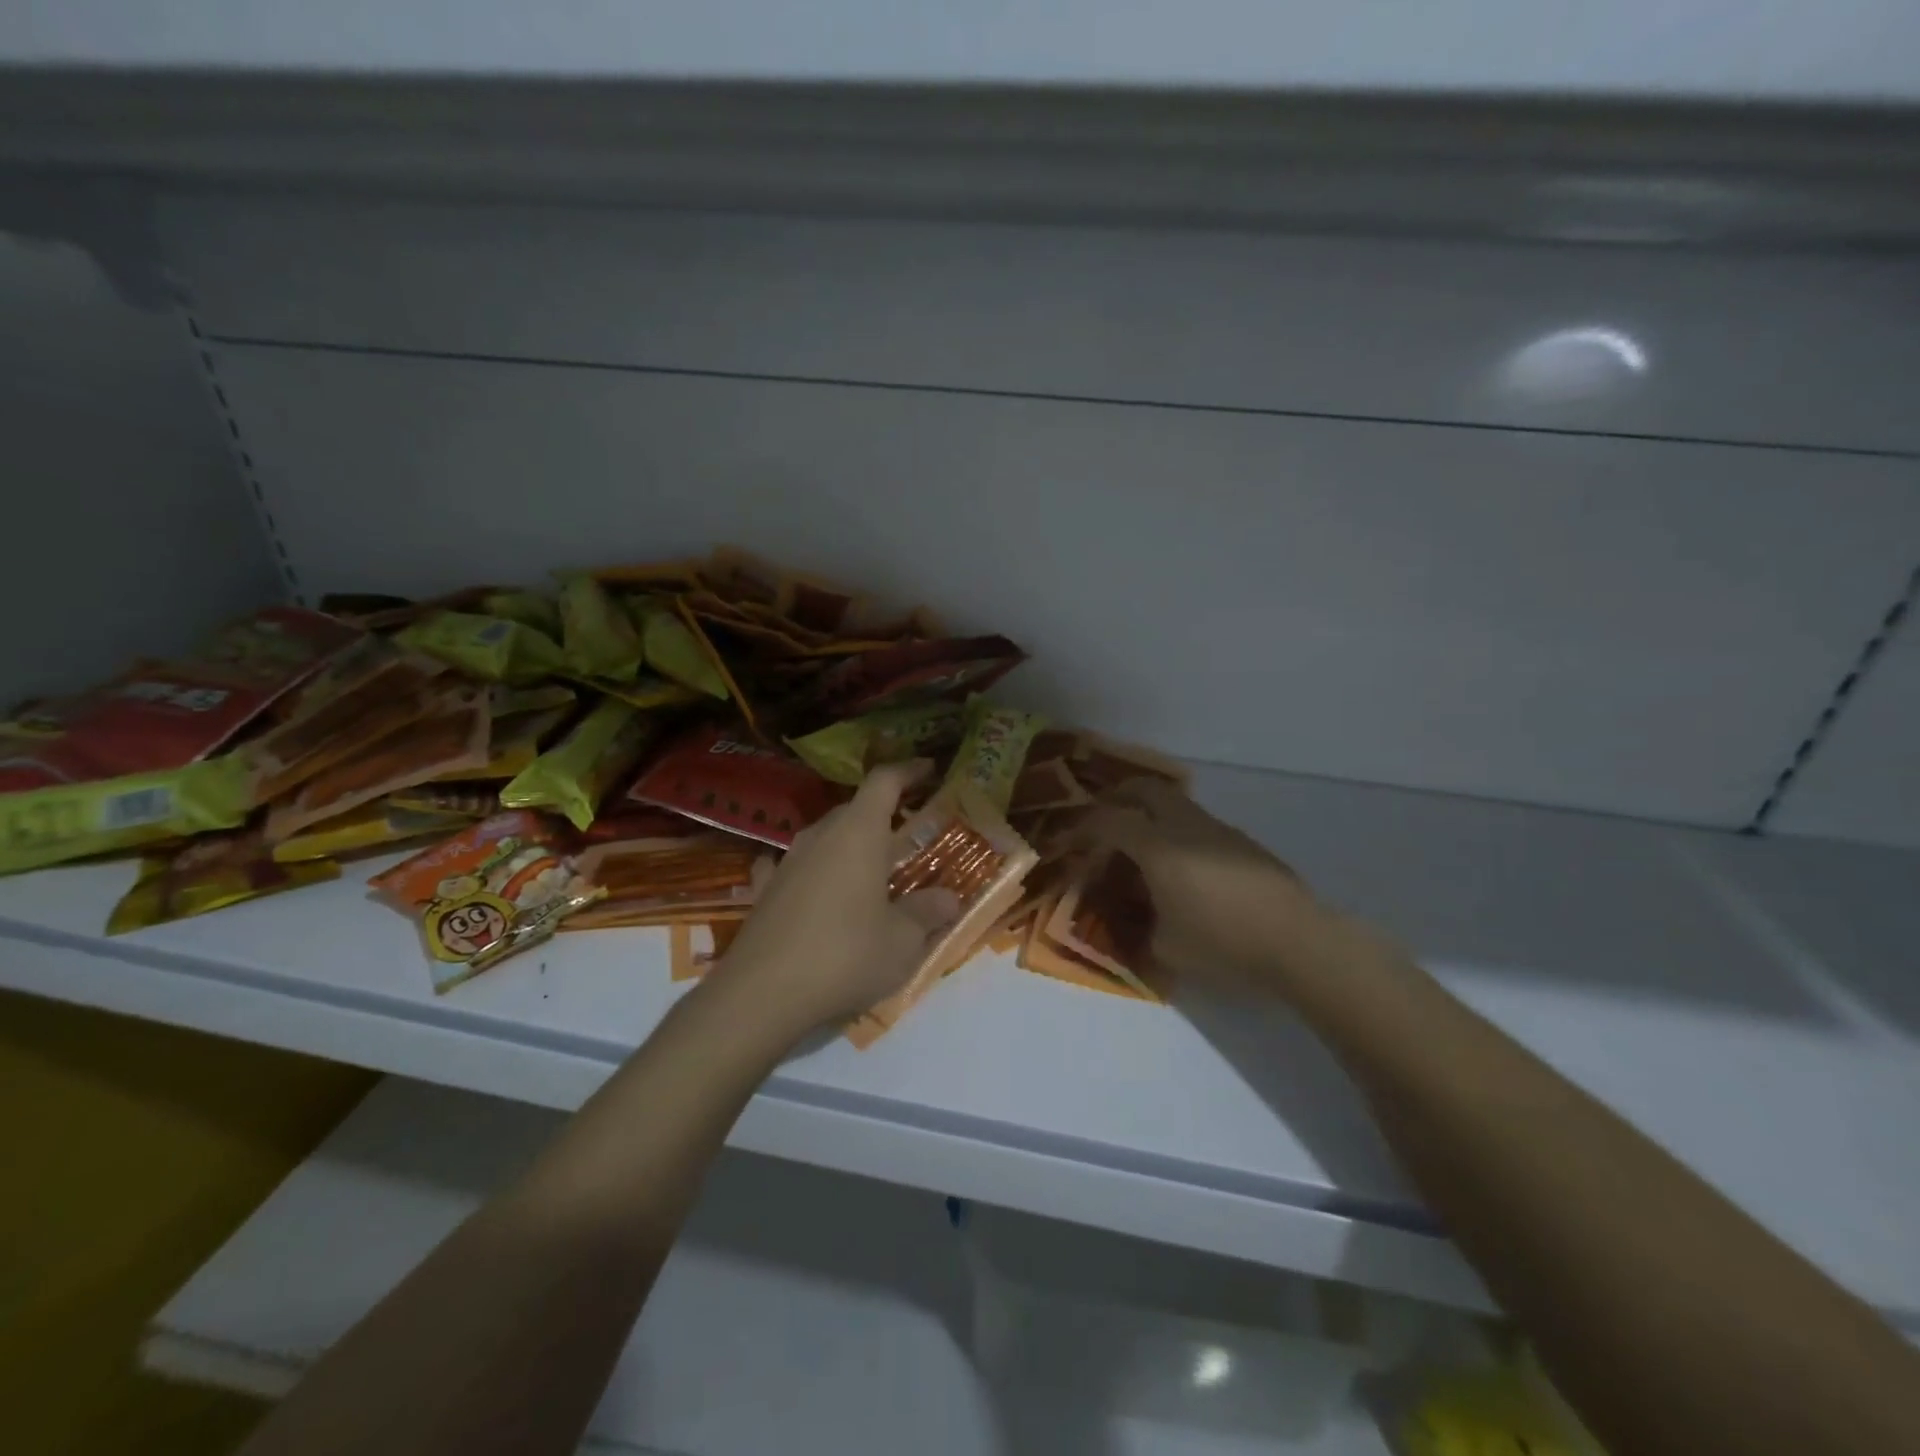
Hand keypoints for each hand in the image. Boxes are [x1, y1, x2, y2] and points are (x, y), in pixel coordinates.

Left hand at [709, 762, 960, 1039]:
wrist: (761, 994)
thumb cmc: (845, 955)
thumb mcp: (903, 941)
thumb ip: (928, 913)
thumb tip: (949, 898)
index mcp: (859, 833)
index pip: (884, 781)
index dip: (908, 771)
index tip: (929, 770)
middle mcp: (820, 836)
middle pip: (854, 808)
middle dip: (882, 814)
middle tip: (908, 834)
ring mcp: (786, 862)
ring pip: (824, 837)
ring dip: (848, 844)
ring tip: (869, 867)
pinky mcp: (764, 891)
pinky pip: (792, 867)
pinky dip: (810, 869)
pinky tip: (811, 885)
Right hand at [1070, 778, 1342, 997]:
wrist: (1297, 941)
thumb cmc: (1223, 944)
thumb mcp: (1166, 948)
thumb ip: (1138, 928)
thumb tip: (1130, 920)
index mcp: (1159, 848)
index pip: (1109, 821)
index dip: (1084, 828)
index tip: (1071, 843)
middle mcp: (1185, 827)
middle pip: (1145, 789)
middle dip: (1118, 796)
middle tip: (1104, 817)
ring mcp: (1218, 830)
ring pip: (1175, 804)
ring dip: (1151, 814)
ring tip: (1143, 848)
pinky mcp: (1242, 842)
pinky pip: (1198, 824)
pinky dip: (1178, 832)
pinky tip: (1183, 868)